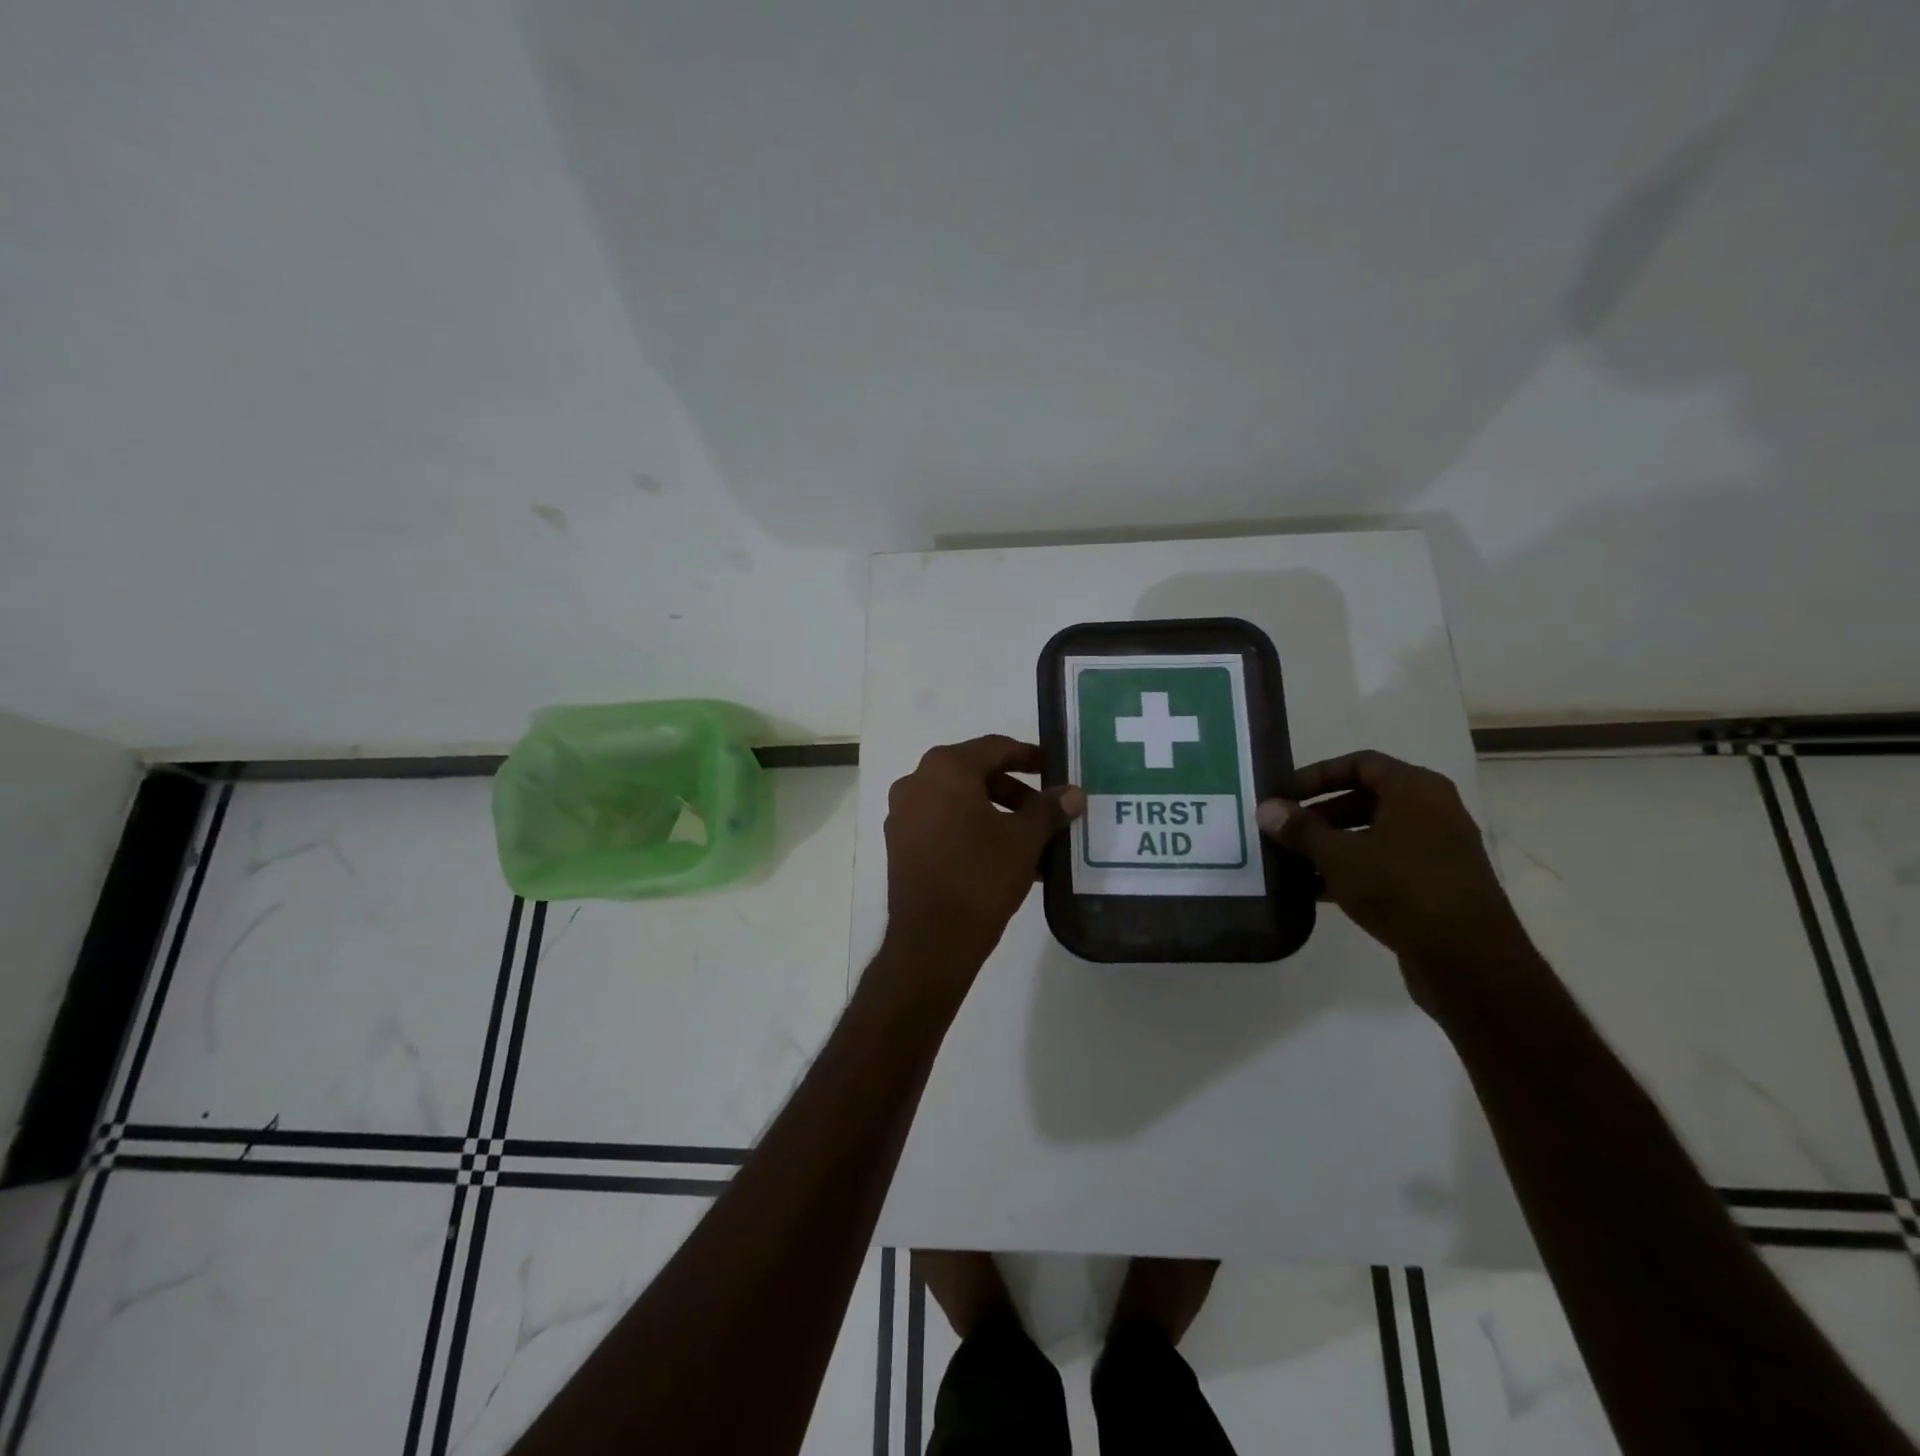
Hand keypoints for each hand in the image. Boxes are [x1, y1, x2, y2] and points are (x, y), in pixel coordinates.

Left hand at [884, 736, 1085, 975]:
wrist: (932, 940)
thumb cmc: (980, 876)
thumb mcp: (1024, 840)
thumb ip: (1049, 809)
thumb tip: (1073, 792)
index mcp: (945, 768)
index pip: (994, 748)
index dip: (1028, 756)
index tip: (1054, 767)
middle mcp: (917, 782)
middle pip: (975, 774)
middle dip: (1014, 792)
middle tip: (1046, 811)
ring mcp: (903, 814)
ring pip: (959, 802)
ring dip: (996, 815)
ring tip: (1031, 842)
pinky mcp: (900, 844)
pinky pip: (943, 824)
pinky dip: (973, 831)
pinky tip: (1003, 859)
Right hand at [1256, 750, 1531, 1007]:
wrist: (1469, 960)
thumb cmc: (1401, 889)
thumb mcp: (1339, 856)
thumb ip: (1301, 831)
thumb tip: (1266, 809)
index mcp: (1416, 790)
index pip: (1360, 763)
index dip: (1318, 775)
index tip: (1285, 795)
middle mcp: (1433, 811)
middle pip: (1367, 798)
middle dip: (1321, 814)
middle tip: (1286, 831)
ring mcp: (1439, 848)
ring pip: (1375, 834)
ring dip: (1334, 844)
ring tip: (1294, 863)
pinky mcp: (1438, 884)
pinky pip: (1387, 863)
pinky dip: (1355, 869)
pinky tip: (1318, 891)